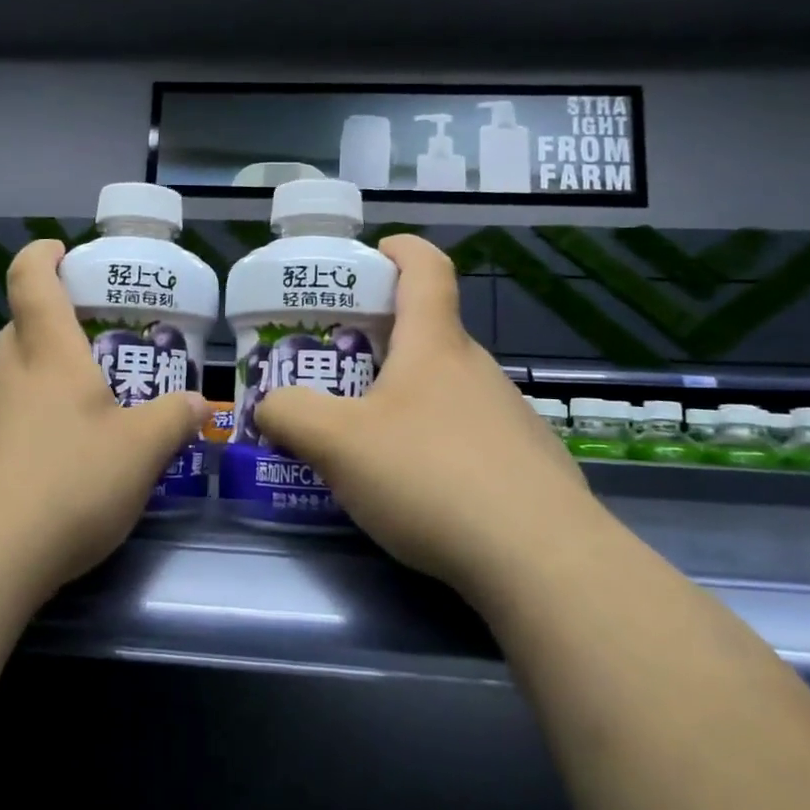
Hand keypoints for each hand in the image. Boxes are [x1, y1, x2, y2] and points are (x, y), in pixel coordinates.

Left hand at [0, 239, 207, 601]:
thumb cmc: (66, 489)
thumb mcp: (140, 456)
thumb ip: (173, 421)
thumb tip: (199, 403)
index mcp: (47, 354)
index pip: (34, 280)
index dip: (43, 256)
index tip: (56, 251)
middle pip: (18, 331)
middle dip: (46, 338)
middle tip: (81, 372)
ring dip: (22, 387)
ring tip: (52, 433)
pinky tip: (14, 474)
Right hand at [253, 235, 591, 597]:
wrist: (540, 560)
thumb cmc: (430, 476)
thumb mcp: (338, 443)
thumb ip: (291, 415)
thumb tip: (269, 406)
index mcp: (435, 346)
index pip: (426, 269)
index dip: (401, 250)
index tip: (374, 253)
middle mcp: (477, 370)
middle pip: (429, 335)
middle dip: (382, 342)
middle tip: (337, 372)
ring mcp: (509, 418)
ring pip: (448, 389)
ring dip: (407, 399)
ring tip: (367, 441)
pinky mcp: (527, 465)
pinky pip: (469, 437)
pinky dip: (436, 444)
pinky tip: (418, 491)